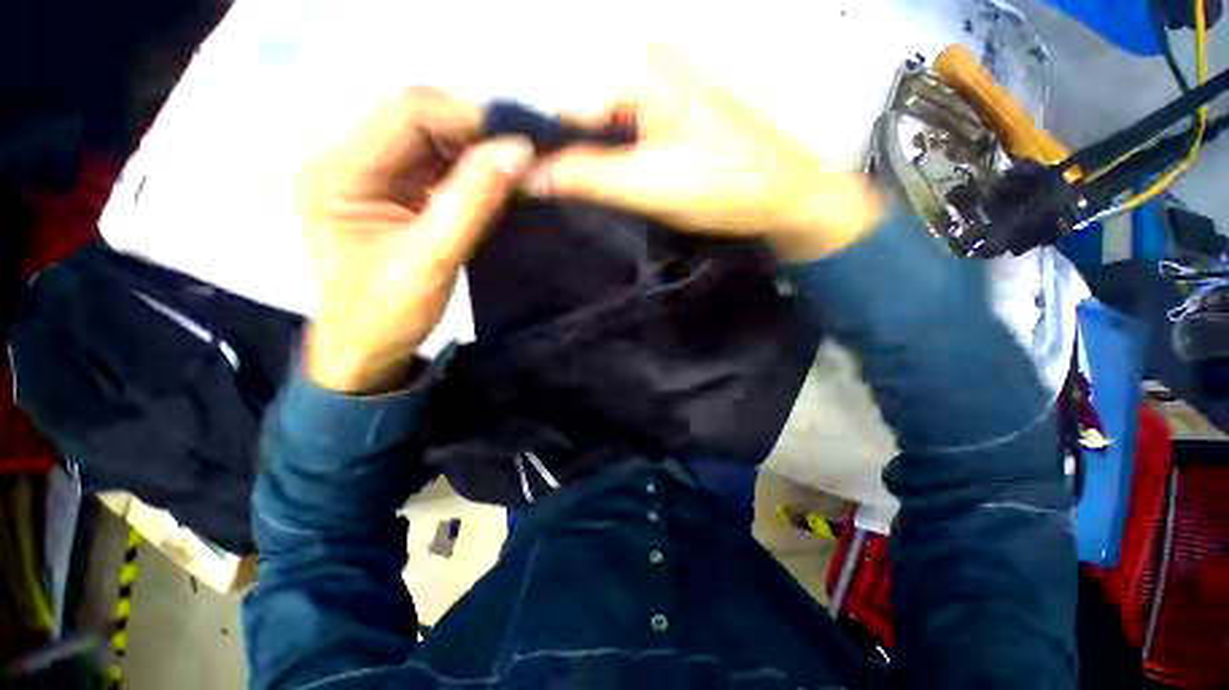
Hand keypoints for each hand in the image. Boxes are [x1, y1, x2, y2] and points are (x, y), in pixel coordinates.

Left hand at [299, 88, 532, 392]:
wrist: (365, 349)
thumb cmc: (387, 314)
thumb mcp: (433, 259)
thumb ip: (474, 203)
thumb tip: (518, 152)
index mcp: (338, 171)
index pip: (407, 113)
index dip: (468, 116)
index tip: (521, 136)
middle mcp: (346, 160)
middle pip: (419, 122)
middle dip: (475, 134)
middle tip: (524, 154)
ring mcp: (368, 176)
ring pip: (431, 144)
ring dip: (475, 154)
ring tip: (517, 169)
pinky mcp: (389, 194)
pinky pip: (434, 170)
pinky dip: (469, 175)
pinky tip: (495, 185)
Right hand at [524, 49, 883, 260]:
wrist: (787, 200)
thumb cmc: (725, 185)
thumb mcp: (647, 182)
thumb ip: (585, 175)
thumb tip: (529, 173)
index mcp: (640, 70)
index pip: (565, 108)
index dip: (545, 152)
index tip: (531, 193)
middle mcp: (648, 73)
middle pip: (586, 122)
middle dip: (574, 165)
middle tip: (569, 207)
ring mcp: (664, 100)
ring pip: (607, 138)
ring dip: (597, 173)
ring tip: (600, 205)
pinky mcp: (676, 127)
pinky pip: (630, 147)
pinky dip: (619, 172)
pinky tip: (623, 197)